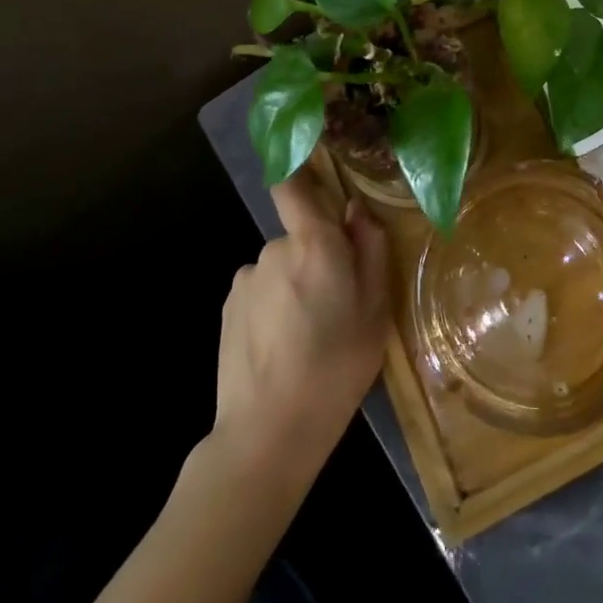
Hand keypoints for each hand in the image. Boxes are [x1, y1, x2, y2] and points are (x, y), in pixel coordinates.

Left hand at [211, 179, 390, 485]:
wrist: (267, 434)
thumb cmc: (336, 368)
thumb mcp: (376, 310)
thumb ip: (370, 250)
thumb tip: (357, 211)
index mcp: (314, 243)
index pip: (294, 185)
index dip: (299, 169)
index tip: (313, 169)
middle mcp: (273, 249)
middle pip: (300, 235)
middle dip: (317, 255)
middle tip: (337, 302)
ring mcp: (245, 278)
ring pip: (281, 265)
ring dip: (294, 283)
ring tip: (307, 333)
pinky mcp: (227, 307)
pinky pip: (260, 289)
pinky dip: (272, 305)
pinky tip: (280, 345)